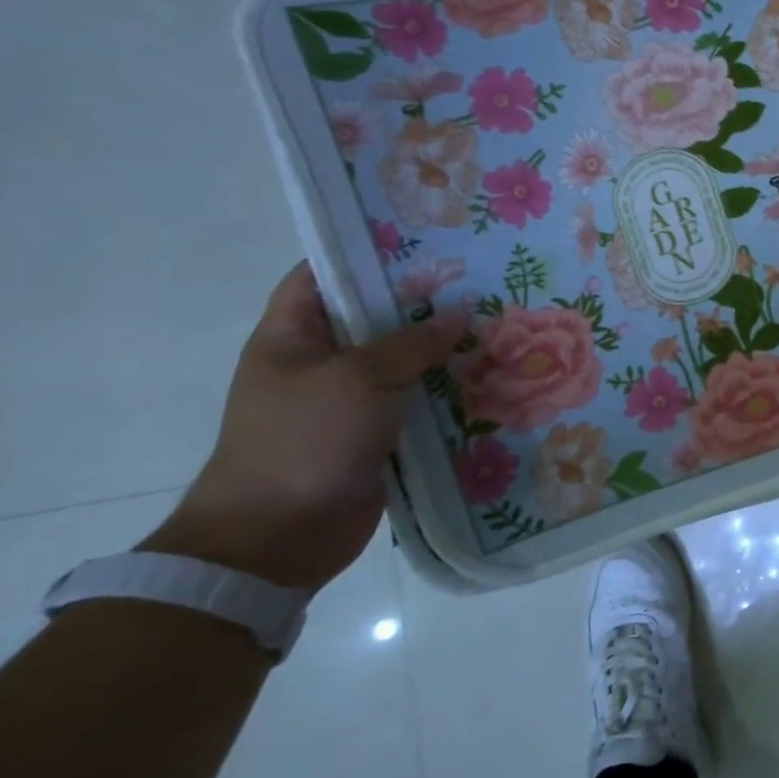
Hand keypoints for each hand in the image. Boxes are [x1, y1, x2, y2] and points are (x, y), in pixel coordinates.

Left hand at [142, 264, 466, 591]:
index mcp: (293, 336)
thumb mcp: (358, 378)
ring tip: (500, 323)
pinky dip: (449, 389)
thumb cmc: (303, 441)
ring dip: (445, 348)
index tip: (425, 240)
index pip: (324, 276)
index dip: (367, 254)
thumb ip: (412, 342)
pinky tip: (492, 375)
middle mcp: (321, 362)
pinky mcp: (377, 433)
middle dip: (426, 301)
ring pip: (404, 361)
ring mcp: (349, 401)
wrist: (279, 537)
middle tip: (483, 280)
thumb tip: (460, 314)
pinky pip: (417, 400)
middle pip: (376, 317)